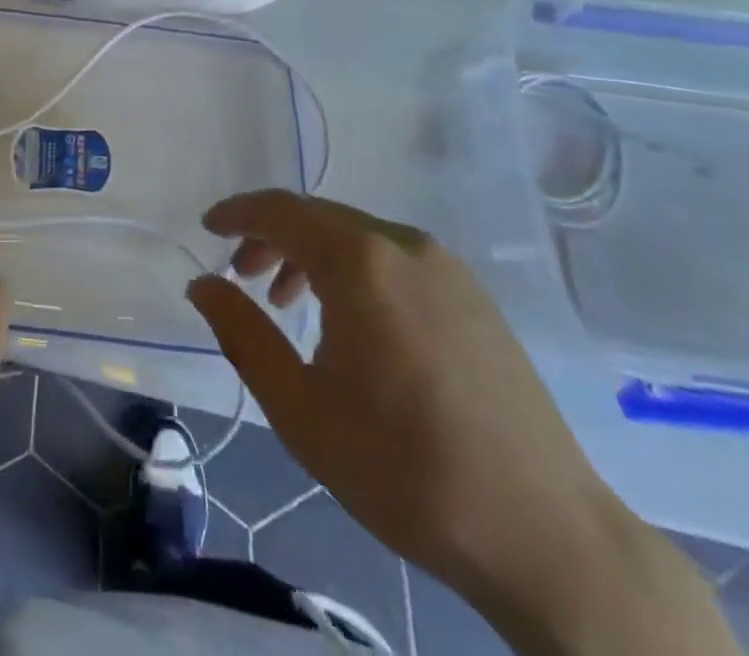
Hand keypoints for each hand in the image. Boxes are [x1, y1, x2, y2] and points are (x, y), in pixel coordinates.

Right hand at [187, 192, 732, 655]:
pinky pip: (393, 259)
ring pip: (357, 236)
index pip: (280, 211)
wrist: (546, 537)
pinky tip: (350, 321)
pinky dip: (354, 270)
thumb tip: (202, 283)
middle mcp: (404, 245)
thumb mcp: (300, 408)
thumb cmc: (406, 469)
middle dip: (270, 237)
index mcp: (361, 261)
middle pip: (318, 217)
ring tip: (287, 302)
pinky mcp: (473, 297)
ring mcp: (446, 268)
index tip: (206, 228)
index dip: (237, 213)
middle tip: (240, 276)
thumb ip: (242, 334)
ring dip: (311, 254)